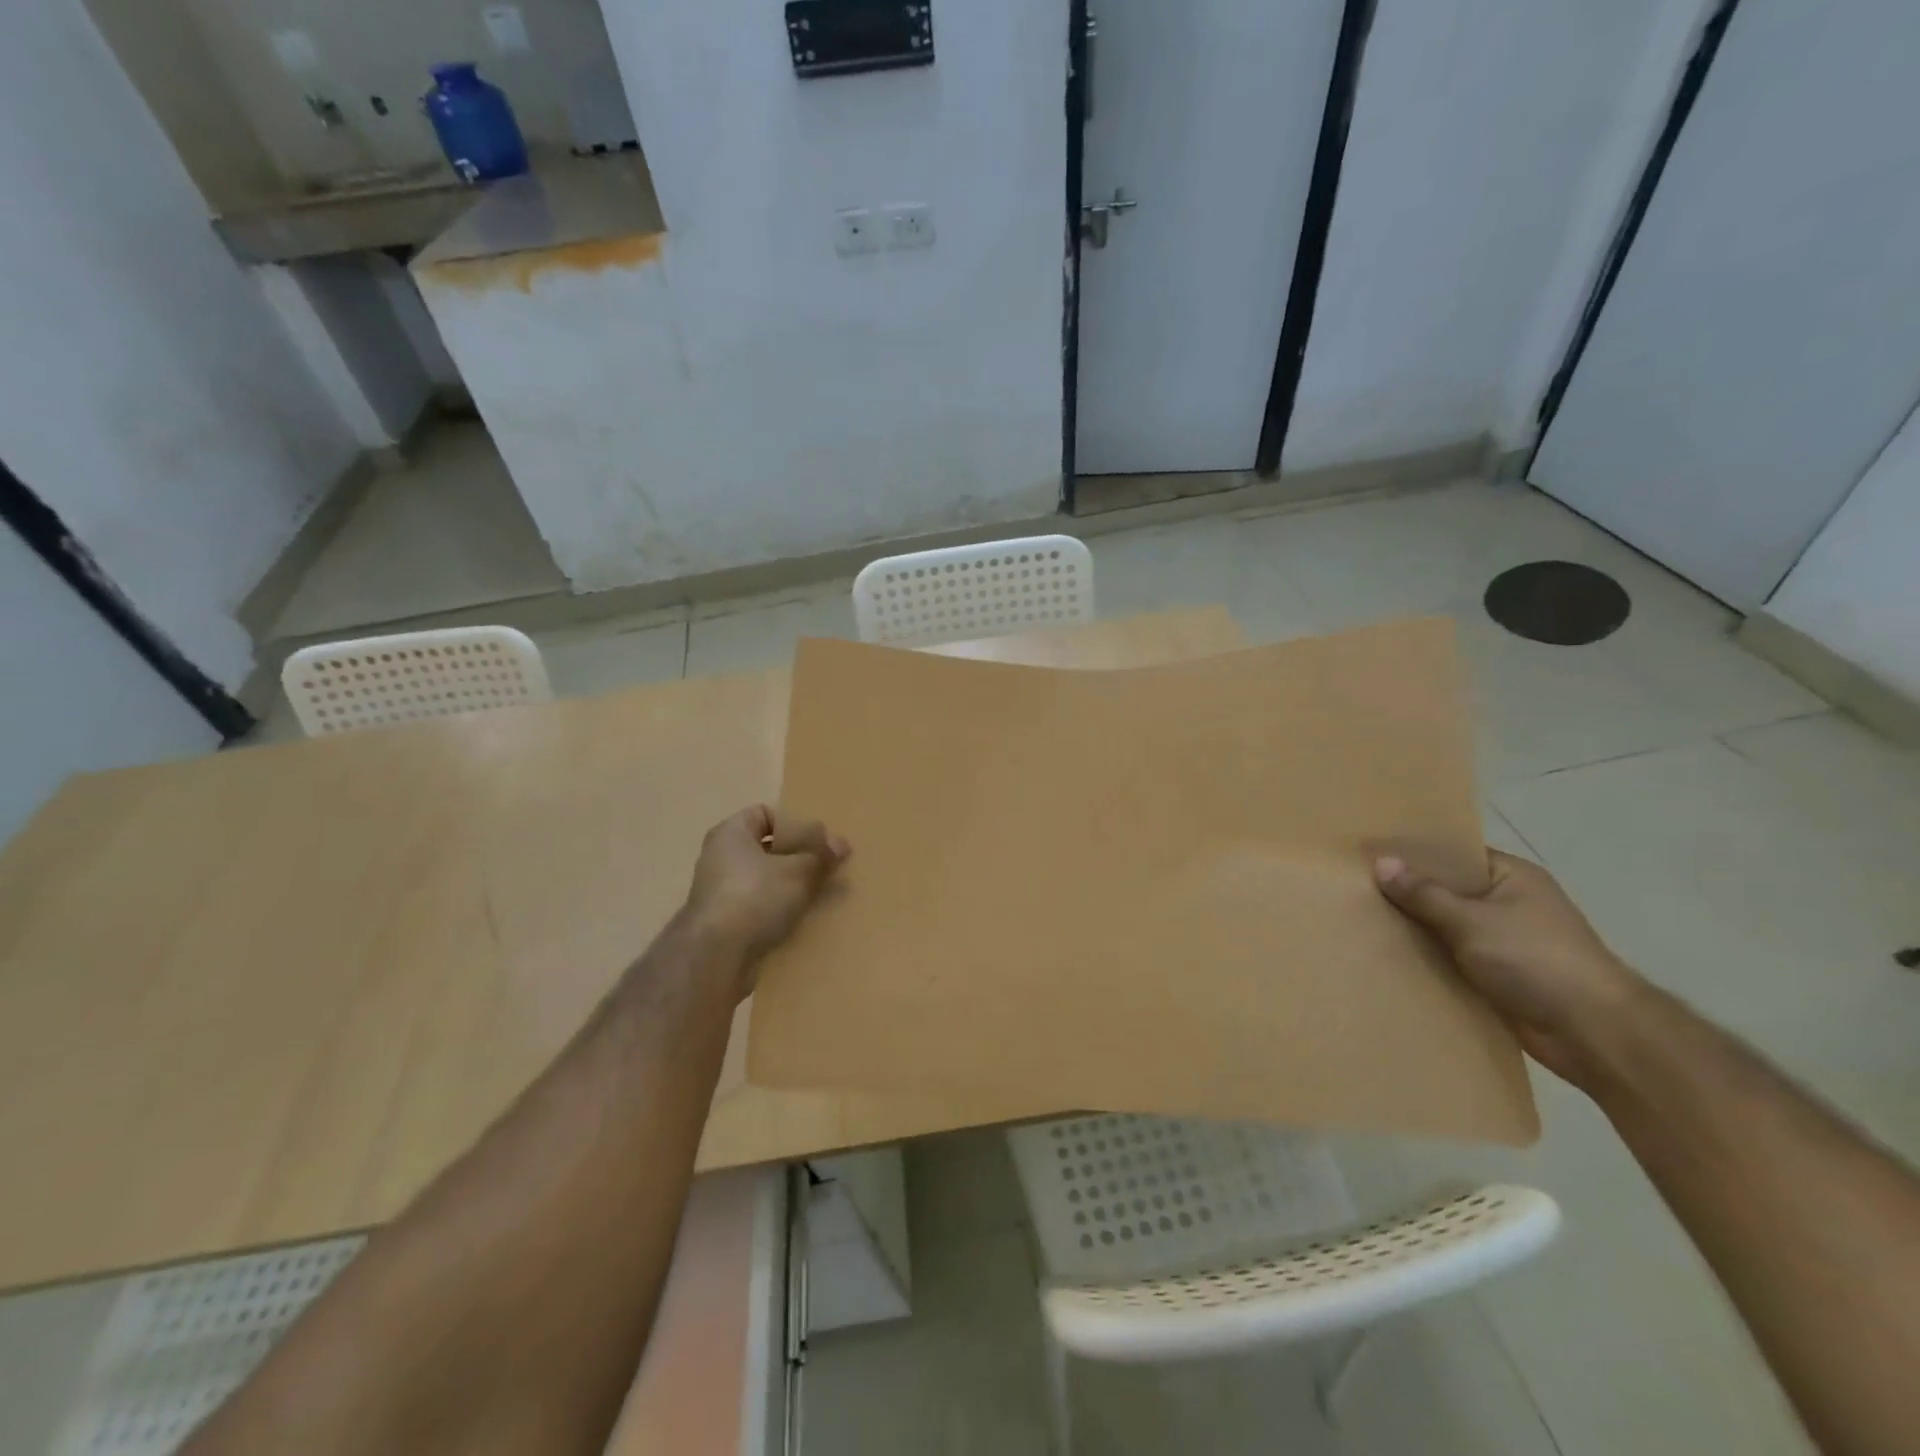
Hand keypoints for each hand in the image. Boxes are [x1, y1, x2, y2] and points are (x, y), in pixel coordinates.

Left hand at [683, 805, 850, 995]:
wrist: (717, 957)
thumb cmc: (755, 897)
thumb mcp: (799, 871)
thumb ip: (821, 855)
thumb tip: (841, 845)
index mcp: (731, 833)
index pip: (765, 814)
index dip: (794, 823)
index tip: (819, 840)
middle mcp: (721, 858)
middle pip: (769, 849)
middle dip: (800, 858)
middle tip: (829, 867)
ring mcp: (721, 893)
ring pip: (767, 881)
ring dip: (794, 887)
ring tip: (824, 894)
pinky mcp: (726, 924)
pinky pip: (761, 908)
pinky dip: (782, 911)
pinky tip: (806, 919)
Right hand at [1373, 847, 1646, 1088]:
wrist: (1593, 1034)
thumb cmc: (1537, 960)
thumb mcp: (1473, 921)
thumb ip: (1424, 894)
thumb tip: (1380, 862)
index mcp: (1510, 876)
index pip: (1452, 854)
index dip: (1412, 853)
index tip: (1367, 853)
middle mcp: (1506, 903)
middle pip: (1444, 890)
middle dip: (1404, 892)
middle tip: (1351, 887)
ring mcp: (1502, 941)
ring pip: (1443, 926)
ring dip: (1412, 928)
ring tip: (1357, 919)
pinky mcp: (1495, 975)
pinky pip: (1449, 957)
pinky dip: (1425, 958)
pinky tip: (1385, 955)